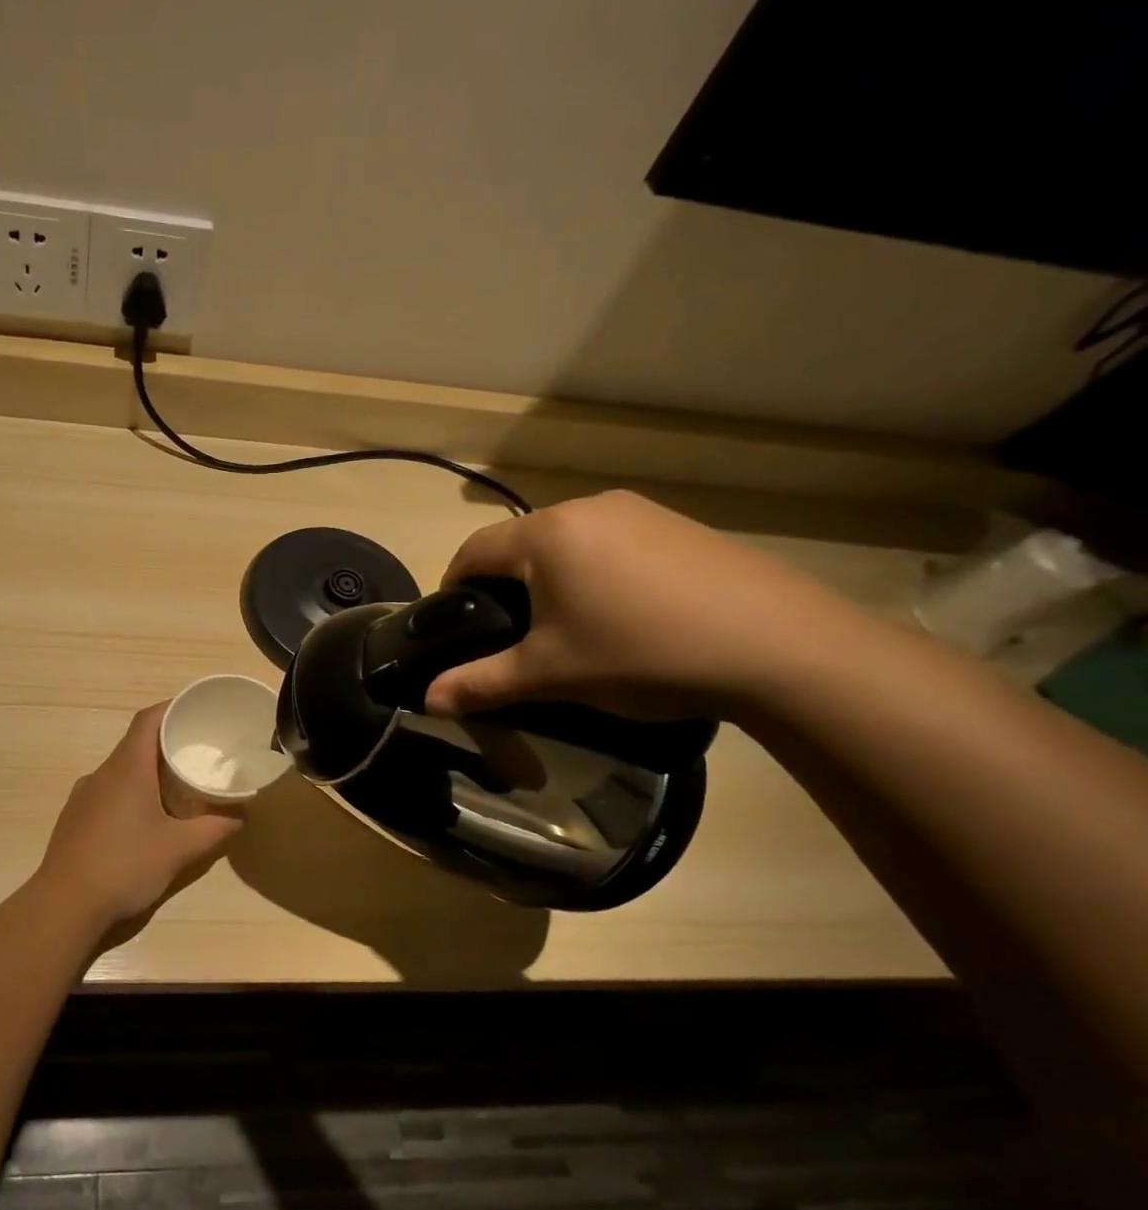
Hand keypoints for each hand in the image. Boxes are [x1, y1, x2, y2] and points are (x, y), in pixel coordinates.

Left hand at [33, 704, 244, 929]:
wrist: (64, 905)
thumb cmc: (125, 866)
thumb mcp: (180, 849)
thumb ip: (216, 829)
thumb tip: (243, 815)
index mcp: (127, 769)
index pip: (148, 719)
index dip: (172, 709)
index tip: (197, 712)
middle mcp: (102, 774)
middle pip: (136, 744)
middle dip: (167, 744)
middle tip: (199, 754)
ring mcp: (83, 797)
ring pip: (121, 771)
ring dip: (148, 772)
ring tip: (178, 788)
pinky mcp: (75, 819)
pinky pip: (108, 793)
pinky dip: (131, 794)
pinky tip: (145, 821)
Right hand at [425, 490, 868, 721]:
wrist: (779, 647)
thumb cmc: (641, 654)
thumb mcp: (550, 675)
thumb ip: (481, 684)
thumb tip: (428, 701)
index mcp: (547, 534)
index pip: (473, 550)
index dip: (452, 586)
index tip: (451, 625)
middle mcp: (589, 508)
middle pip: (520, 544)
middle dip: (503, 586)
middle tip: (508, 636)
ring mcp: (641, 512)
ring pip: (568, 543)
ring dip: (550, 579)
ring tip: (566, 628)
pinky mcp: (680, 526)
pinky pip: (613, 544)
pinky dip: (596, 574)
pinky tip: (622, 615)